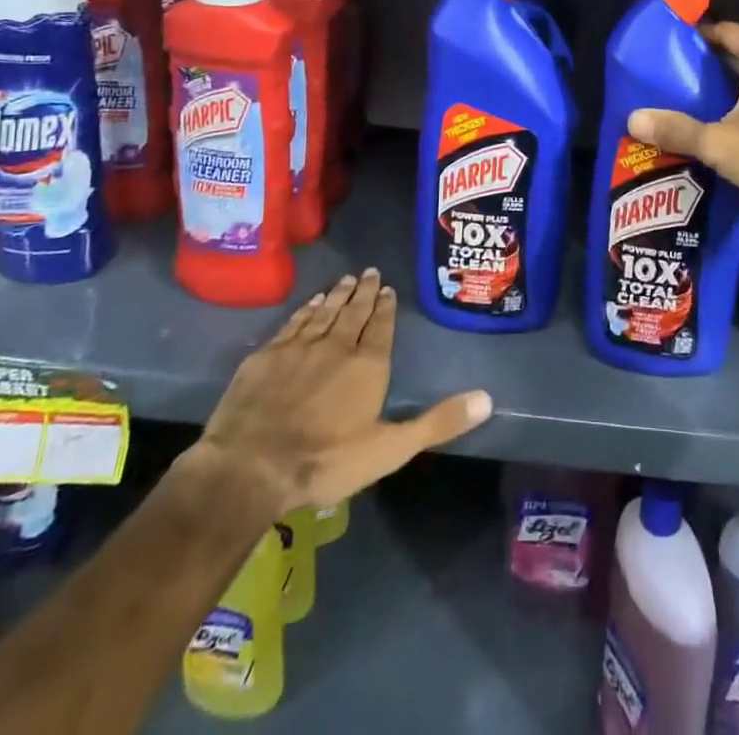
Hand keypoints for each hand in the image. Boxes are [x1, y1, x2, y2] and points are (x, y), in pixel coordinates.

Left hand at [180, 270, 491, 528]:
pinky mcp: (267, 355)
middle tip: (369, 272)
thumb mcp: (390, 449)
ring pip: (324, 312)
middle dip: (364, 291)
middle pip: (353, 311)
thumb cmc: (325, 461)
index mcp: (368, 364)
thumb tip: (488, 398)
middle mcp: (337, 345)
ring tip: (346, 279)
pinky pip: (294, 322)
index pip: (381, 326)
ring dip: (337, 294)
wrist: (250, 467)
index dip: (385, 307)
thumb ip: (438, 422)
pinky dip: (306, 309)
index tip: (388, 288)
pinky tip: (311, 303)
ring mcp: (299, 347)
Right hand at [627, 21, 738, 235]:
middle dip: (713, 64)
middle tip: (678, 76)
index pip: (729, 32)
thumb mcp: (718, 143)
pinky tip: (731, 125)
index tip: (674, 45)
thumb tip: (633, 119)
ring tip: (698, 100)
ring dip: (734, 87)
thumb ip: (676, 129)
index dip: (701, 35)